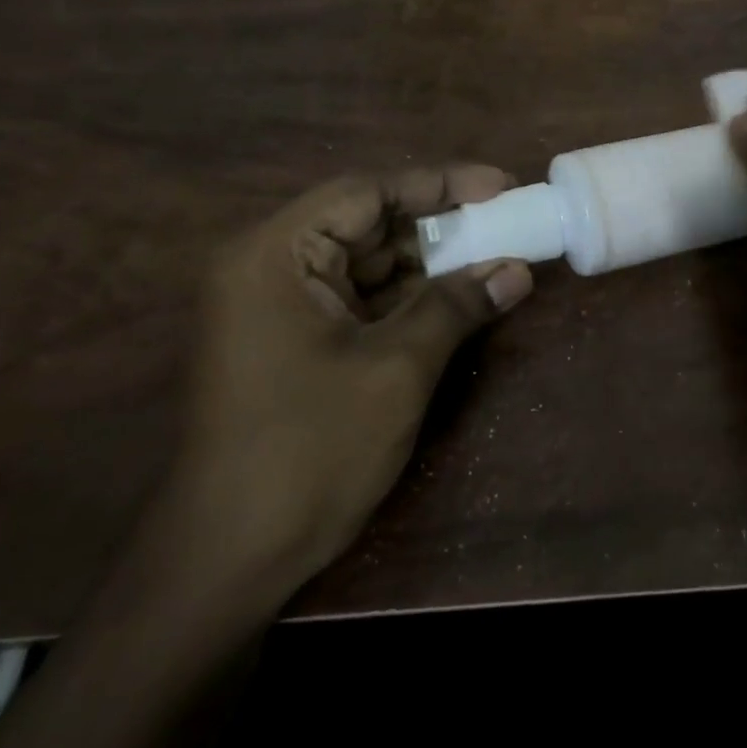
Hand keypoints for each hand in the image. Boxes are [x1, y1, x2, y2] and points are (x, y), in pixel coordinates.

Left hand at [149, 167, 532, 622]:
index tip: (499, 187)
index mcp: (275, 255)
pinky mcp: (291, 341)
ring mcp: (277, 307)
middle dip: (438, 227)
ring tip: (495, 259)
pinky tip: (458, 300)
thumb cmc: (308, 452)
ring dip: (428, 265)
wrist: (228, 562)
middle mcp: (269, 267)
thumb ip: (456, 306)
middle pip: (366, 224)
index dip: (439, 185)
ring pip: (367, 263)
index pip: (366, 193)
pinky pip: (359, 300)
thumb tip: (518, 270)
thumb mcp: (396, 369)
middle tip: (505, 225)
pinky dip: (407, 299)